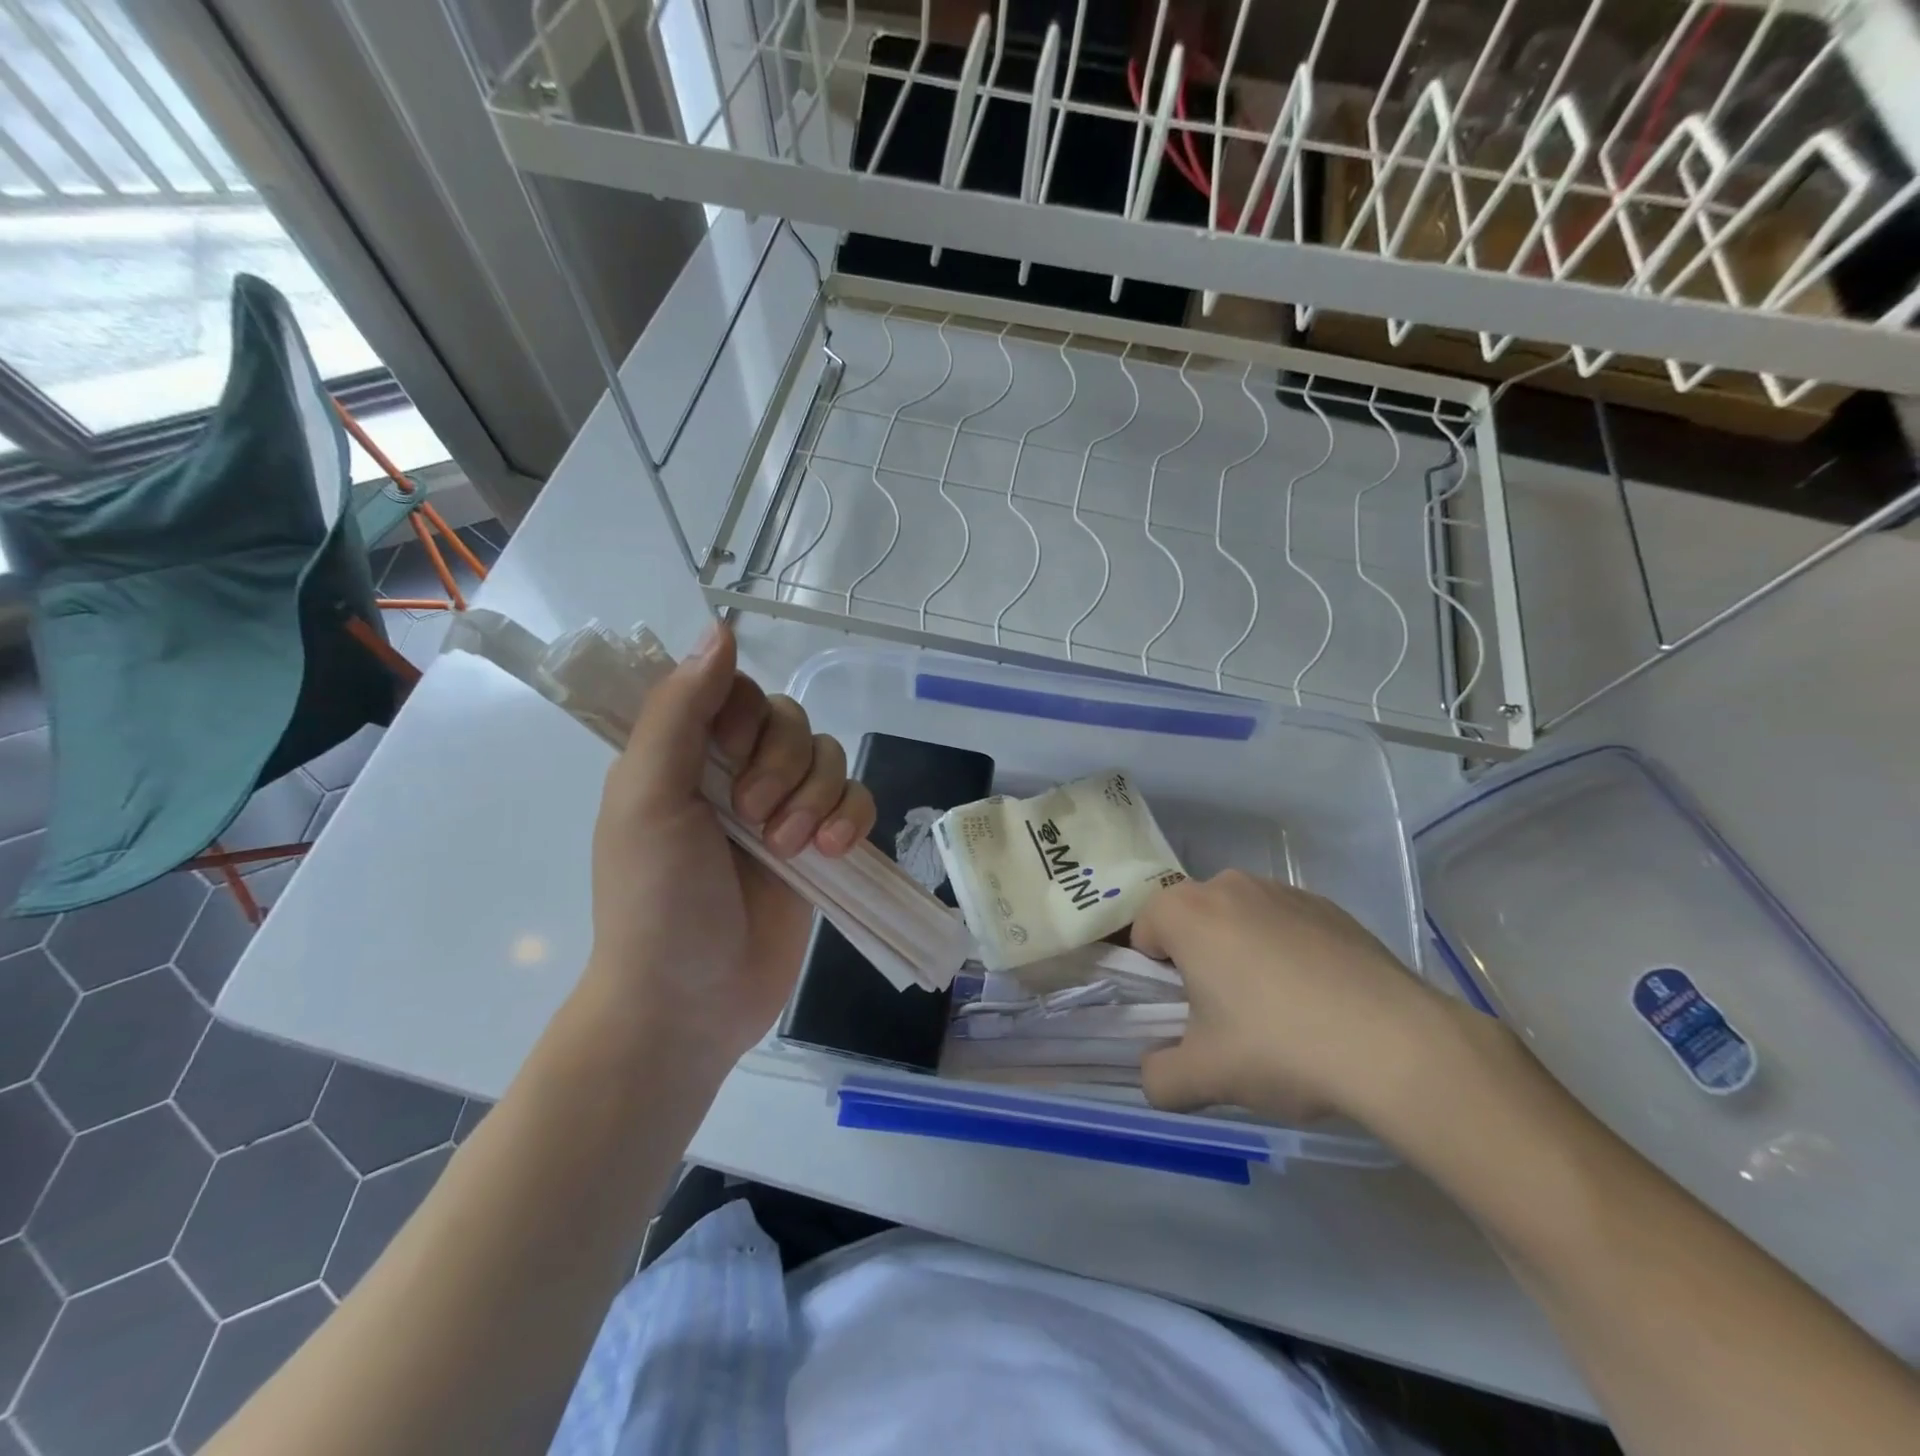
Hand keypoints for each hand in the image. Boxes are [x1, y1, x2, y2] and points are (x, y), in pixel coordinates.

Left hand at [584, 622, 876, 1068]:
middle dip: (782, 766)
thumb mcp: (648, 797)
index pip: (735, 690)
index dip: (744, 713)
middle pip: (790, 721)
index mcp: (683, 755)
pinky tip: (831, 851)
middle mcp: (734, 774)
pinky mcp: (820, 845)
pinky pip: (856, 799)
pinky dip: (850, 816)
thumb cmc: (655, 899)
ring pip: (828, 758)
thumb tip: (720, 628)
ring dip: (816, 797)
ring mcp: (782, 810)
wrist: (690, 1000)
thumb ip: (679, 711)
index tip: (728, 752)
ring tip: (792, 847)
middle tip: (753, 818)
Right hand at [1131, 871, 1450, 1123]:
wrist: (1398, 1045)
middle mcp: (1229, 885)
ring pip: (1239, 920)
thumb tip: (1156, 1074)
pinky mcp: (1329, 906)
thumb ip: (1159, 1078)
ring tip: (1278, 1012)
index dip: (1154, 977)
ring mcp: (1283, 890)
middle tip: (1224, 1017)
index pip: (1144, 932)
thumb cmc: (1280, 1047)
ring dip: (1240, 954)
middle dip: (1197, 961)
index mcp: (1186, 911)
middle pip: (1192, 921)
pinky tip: (1318, 1001)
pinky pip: (1284, 925)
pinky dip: (1286, 953)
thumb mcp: (1204, 1077)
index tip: (1182, 1014)